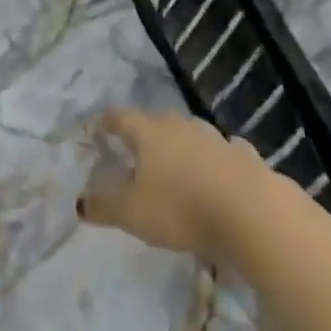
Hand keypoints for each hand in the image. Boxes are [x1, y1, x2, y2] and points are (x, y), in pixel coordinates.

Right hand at [75, 109, 278, 264]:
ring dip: (180, 145)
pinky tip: (217, 171)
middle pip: (156, 122)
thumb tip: (80, 202)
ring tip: (174, 163)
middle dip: (144, 133)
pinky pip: (222, 151)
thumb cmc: (181, 208)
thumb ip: (105, 207)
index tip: (96, 127)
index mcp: (149, 133)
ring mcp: (214, 137)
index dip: (106, 122)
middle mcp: (180, 125)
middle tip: (134, 149)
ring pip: (190, 134)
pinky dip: (214, 159)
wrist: (251, 211)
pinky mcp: (243, 155)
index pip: (120, 117)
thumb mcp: (133, 214)